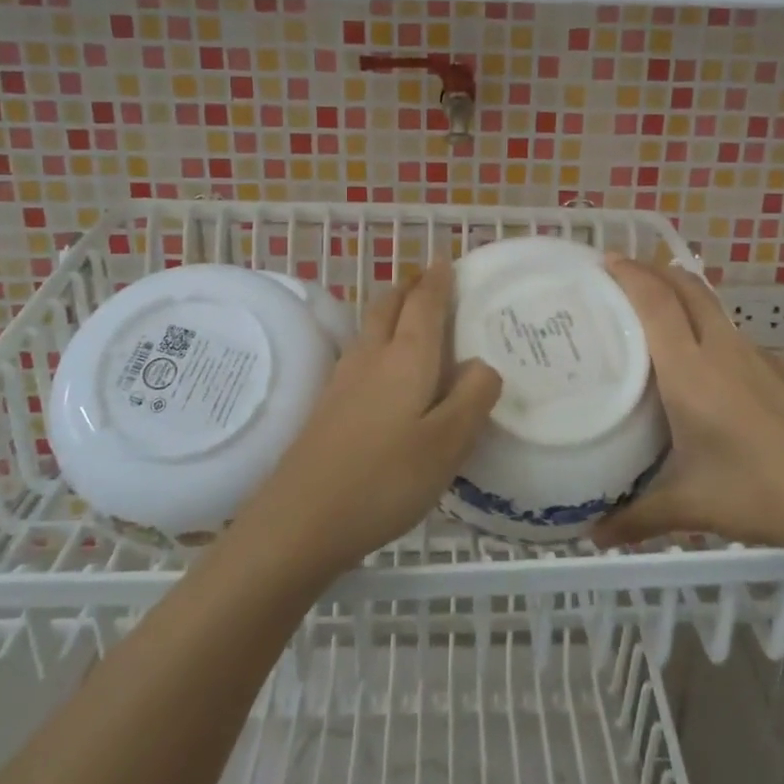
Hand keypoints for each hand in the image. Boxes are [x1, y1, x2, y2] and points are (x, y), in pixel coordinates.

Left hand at [235, 261, 501, 580]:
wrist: (300, 521)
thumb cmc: (384, 480)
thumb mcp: (447, 444)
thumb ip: (473, 398)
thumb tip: (483, 364)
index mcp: (405, 360)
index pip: (424, 306)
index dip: (438, 282)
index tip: (446, 261)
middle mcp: (371, 359)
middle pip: (388, 307)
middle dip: (409, 288)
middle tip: (427, 280)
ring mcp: (342, 382)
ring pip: (369, 329)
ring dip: (389, 310)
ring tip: (407, 313)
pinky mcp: (327, 407)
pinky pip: (358, 354)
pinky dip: (376, 341)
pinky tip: (379, 367)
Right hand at [591, 255, 783, 563]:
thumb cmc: (761, 492)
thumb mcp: (691, 506)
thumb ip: (637, 517)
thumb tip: (593, 536)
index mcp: (692, 370)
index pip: (656, 302)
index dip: (629, 274)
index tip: (603, 260)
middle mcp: (723, 350)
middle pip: (687, 287)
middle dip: (653, 271)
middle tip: (619, 276)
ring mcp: (758, 359)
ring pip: (712, 308)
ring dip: (681, 297)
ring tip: (651, 315)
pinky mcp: (780, 373)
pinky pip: (731, 334)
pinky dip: (704, 327)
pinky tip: (699, 367)